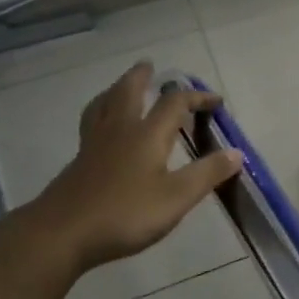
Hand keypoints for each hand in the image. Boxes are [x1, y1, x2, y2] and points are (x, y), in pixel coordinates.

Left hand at [28, 62, 242, 272]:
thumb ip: (207, 174)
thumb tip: (237, 152)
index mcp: (147, 134)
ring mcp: (94, 145)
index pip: (174, 103)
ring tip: (120, 86)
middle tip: (148, 65)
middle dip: (141, 77)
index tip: (215, 101)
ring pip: (103, 105)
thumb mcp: (176, 198)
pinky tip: (101, 129)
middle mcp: (119, 130)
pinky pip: (91, 124)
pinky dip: (100, 113)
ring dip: (115, 90)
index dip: (197, 97)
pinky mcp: (79, 162)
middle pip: (128, 91)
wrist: (62, 233)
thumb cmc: (125, 213)